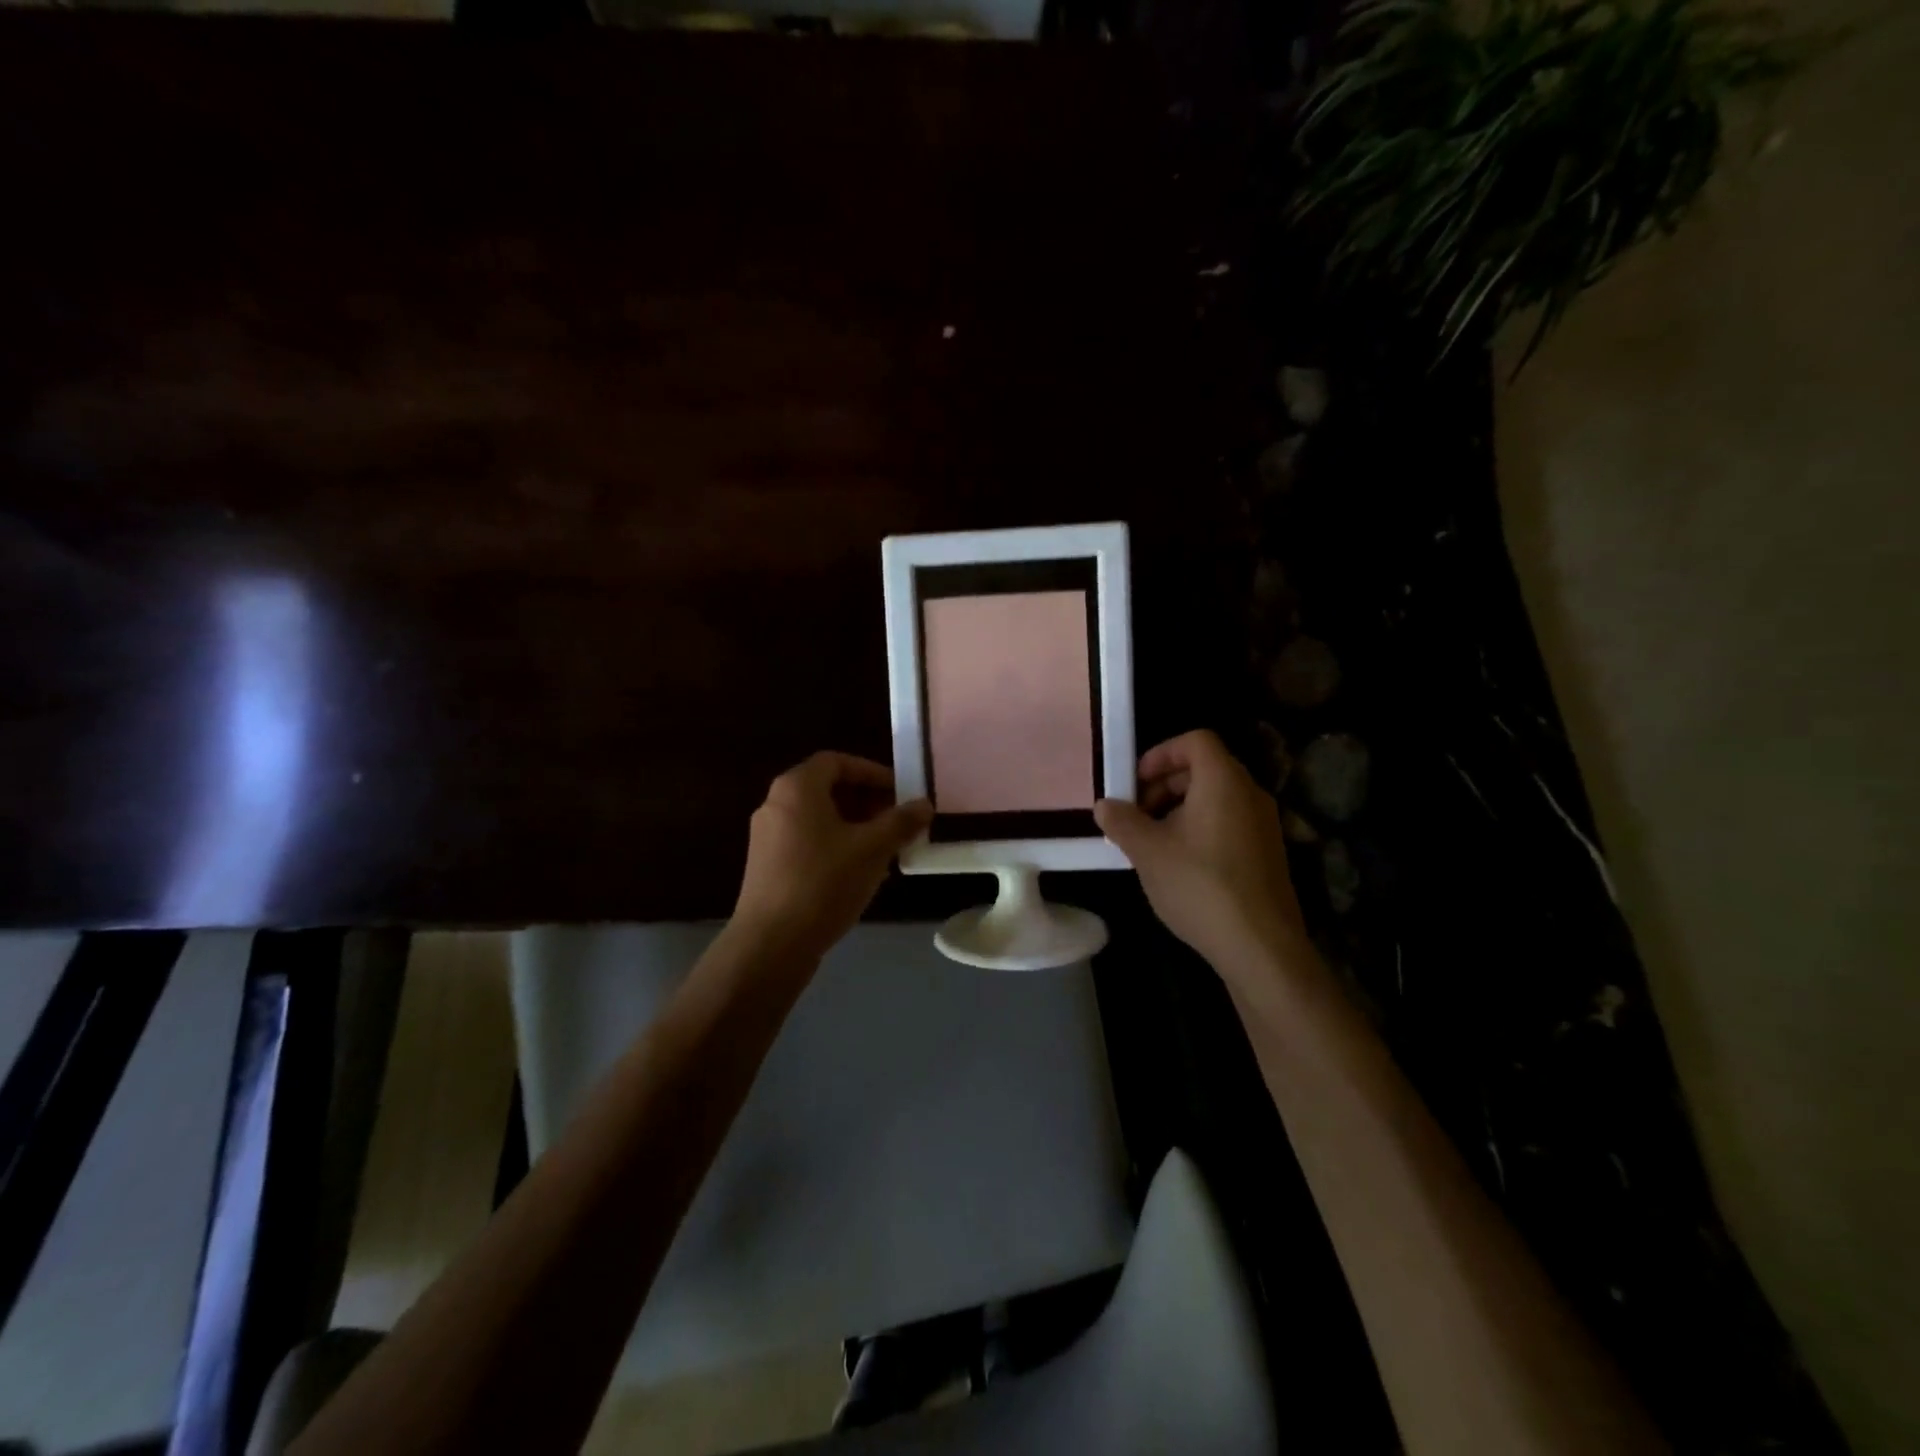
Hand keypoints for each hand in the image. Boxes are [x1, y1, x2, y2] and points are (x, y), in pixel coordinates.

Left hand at [731, 752, 932, 965]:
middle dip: (866, 801)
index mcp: (797, 788)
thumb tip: (925, 804)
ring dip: (854, 826)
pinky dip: (836, 845)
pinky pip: (807, 841)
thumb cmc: (823, 883)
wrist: (771, 944)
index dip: (871, 772)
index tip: (899, 791)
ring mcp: (767, 836)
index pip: (837, 761)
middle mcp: (776, 804)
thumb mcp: (871, 849)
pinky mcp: (767, 865)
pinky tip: (860, 873)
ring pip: (819, 818)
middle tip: (897, 821)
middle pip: (827, 788)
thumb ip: (900, 822)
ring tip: (885, 849)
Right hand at [1094, 730, 1309, 979]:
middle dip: (1164, 784)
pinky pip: (1229, 823)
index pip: (1195, 741)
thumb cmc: (1199, 885)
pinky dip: (1200, 829)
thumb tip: (1104, 805)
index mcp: (1223, 781)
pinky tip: (1179, 864)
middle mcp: (1250, 794)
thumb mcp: (1148, 851)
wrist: (1261, 946)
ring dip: (1179, 809)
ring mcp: (1264, 825)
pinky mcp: (1268, 854)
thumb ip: (1122, 822)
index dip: (1161, 754)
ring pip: (1216, 798)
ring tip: (1152, 842)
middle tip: (1136, 813)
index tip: (1134, 782)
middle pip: (1204, 768)